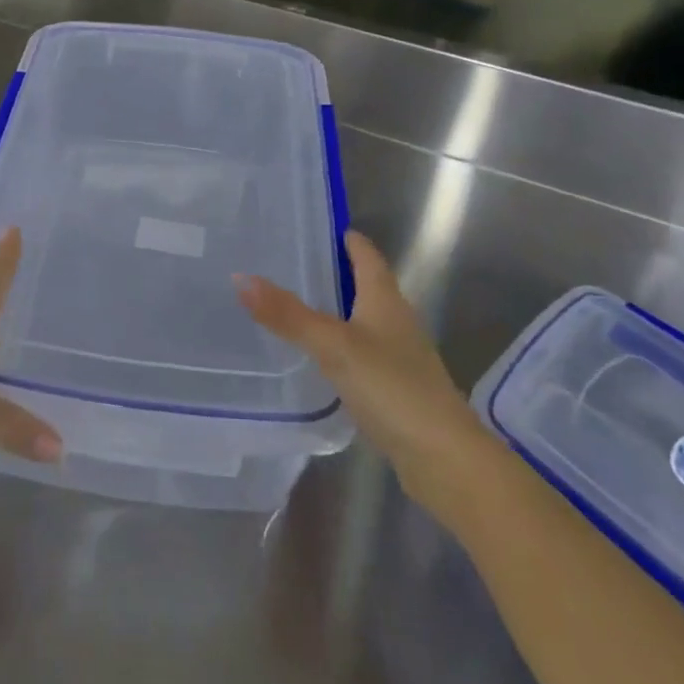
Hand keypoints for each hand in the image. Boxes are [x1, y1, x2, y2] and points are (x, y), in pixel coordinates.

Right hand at [236, 231, 487, 505]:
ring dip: (336, 310)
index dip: (347, 239)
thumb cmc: (392, 387)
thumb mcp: (333, 345)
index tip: (316, 226)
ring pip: (363, 320)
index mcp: (385, 299)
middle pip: (366, 285)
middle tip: (291, 263)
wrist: (443, 458)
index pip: (366, 255)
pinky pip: (362, 353)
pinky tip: (318, 357)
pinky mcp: (395, 388)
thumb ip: (288, 314)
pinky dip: (340, 345)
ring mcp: (399, 356)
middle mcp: (395, 321)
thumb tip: (240, 277)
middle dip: (335, 272)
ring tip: (295, 305)